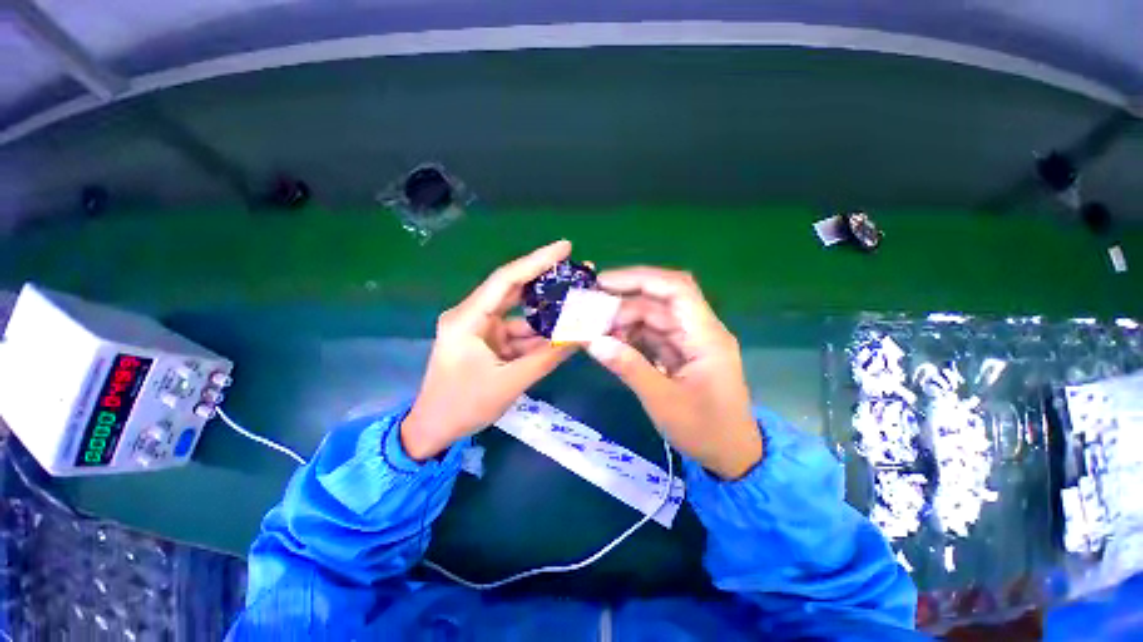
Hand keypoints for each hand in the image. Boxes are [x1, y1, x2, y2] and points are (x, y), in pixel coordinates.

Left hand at [401, 241, 576, 459]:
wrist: (433, 430)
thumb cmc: (463, 406)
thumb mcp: (509, 383)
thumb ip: (547, 358)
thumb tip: (582, 336)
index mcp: (467, 319)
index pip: (506, 280)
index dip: (536, 261)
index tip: (565, 247)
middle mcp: (473, 315)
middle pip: (513, 289)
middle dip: (546, 280)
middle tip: (577, 271)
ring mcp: (481, 328)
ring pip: (519, 312)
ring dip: (546, 311)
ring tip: (577, 303)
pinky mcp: (488, 340)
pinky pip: (517, 331)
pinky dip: (538, 333)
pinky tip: (562, 331)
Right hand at [585, 268, 761, 479]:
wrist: (732, 456)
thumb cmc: (706, 431)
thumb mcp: (664, 402)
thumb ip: (629, 368)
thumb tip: (593, 342)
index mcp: (706, 336)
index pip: (676, 289)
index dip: (640, 279)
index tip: (604, 282)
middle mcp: (698, 331)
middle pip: (658, 302)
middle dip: (622, 302)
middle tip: (588, 309)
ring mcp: (688, 342)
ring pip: (651, 318)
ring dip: (622, 321)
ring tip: (593, 329)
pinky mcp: (679, 354)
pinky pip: (650, 336)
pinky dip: (629, 337)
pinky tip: (609, 342)